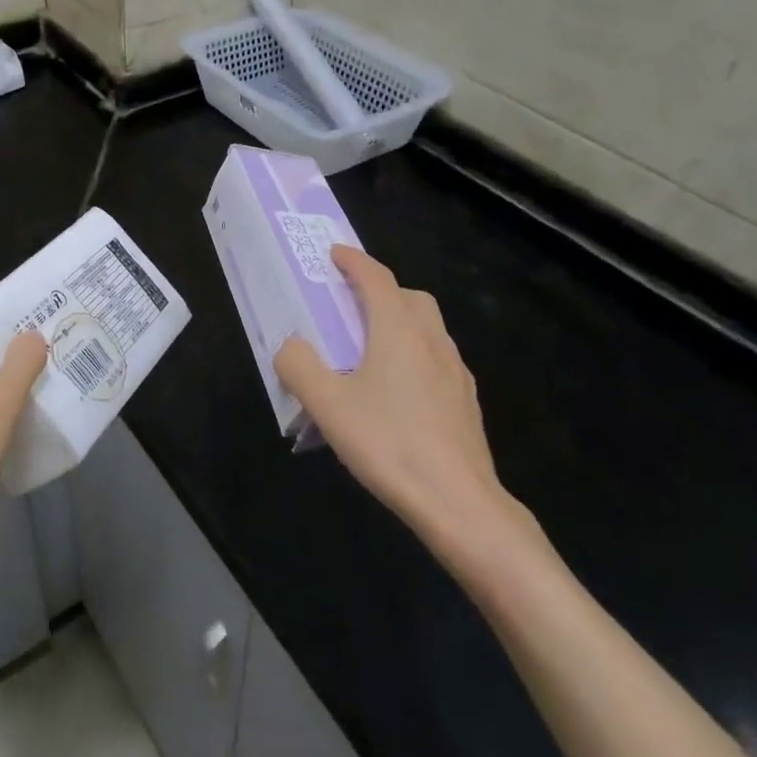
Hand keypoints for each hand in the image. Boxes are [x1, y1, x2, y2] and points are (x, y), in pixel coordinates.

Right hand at [275, 247, 531, 555]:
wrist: (459, 502)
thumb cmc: (389, 443)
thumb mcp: (328, 405)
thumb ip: (299, 366)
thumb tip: (291, 346)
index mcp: (398, 330)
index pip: (376, 278)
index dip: (354, 261)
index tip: (334, 253)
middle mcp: (432, 340)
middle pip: (410, 297)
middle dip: (381, 290)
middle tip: (352, 304)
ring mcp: (455, 371)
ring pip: (428, 328)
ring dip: (401, 322)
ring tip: (372, 349)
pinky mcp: (466, 402)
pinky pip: (437, 359)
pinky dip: (415, 354)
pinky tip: (399, 391)